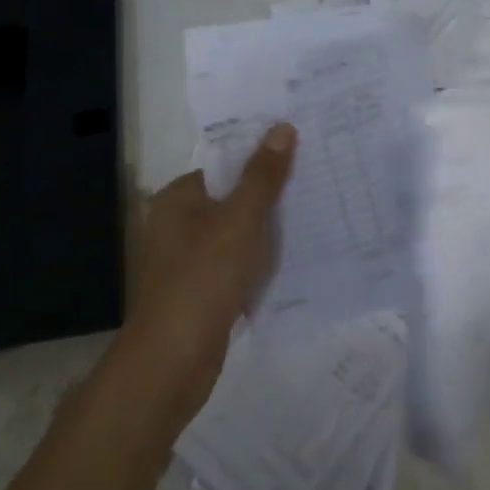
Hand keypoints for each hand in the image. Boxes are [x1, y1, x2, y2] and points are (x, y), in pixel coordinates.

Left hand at [121, 123, 297, 422]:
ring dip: (267, 232)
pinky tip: (292, 263)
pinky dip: (259, 264)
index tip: (303, 157)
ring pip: (236, 235)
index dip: (261, 161)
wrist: (172, 362)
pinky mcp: (200, 292)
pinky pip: (236, 266)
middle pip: (232, 199)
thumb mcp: (239, 221)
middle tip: (317, 186)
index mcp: (177, 199)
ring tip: (315, 220)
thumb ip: (262, 176)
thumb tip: (282, 127)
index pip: (225, 167)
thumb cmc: (202, 279)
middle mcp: (176, 225)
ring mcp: (187, 261)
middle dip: (269, 197)